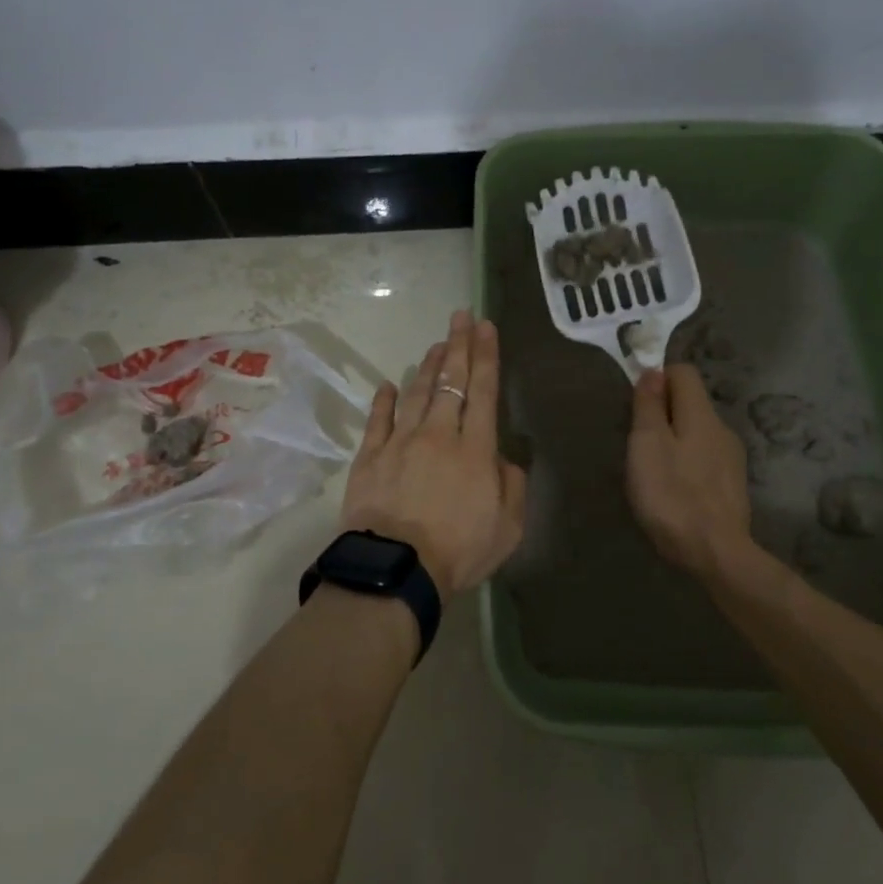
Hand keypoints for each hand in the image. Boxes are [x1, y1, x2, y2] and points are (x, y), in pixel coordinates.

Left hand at [339, 310, 526, 596]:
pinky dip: (384, 400)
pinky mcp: (370, 456)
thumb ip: (512, 486)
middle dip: (458, 345)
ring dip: (428, 366)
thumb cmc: (458, 550)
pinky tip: (388, 384)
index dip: (486, 355)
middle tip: (461, 316)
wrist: (396, 568)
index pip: (483, 390)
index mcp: (475, 448)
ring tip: (436, 344)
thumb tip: (504, 458)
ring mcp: (400, 442)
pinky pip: (378, 419)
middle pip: (450, 381)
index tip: (486, 326)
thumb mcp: (508, 528)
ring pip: (417, 393)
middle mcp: (438, 434)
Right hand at [627, 365, 752, 579]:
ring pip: (697, 432)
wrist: (716, 554)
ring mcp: (731, 458)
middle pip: (690, 402)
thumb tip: (653, 371)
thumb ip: (649, 406)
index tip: (635, 403)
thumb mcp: (647, 445)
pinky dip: (686, 462)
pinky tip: (674, 489)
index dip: (657, 378)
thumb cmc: (672, 495)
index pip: (683, 372)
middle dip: (662, 412)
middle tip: (636, 441)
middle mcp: (722, 428)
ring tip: (652, 468)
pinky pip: (704, 457)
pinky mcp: (732, 485)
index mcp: (701, 414)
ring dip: (674, 439)